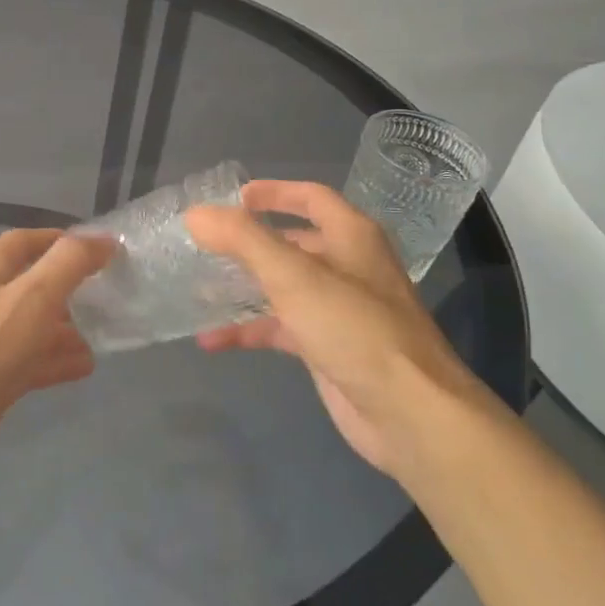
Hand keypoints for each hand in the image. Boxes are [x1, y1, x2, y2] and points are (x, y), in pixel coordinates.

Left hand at [0, 229, 116, 491]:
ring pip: (33, 327)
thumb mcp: (31, 296)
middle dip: (68, 286)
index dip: (57, 239)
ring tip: (105, 331)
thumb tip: (104, 239)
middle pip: (31, 286)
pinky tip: (85, 366)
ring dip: (66, 327)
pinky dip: (57, 361)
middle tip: (108, 293)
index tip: (97, 247)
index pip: (23, 243)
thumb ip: (69, 264)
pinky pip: (30, 363)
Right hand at [185, 181, 492, 479]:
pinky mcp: (329, 348)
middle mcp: (348, 267)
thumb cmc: (354, 328)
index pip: (311, 198)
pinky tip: (212, 341)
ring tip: (198, 289)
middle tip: (206, 245)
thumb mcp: (294, 276)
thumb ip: (243, 240)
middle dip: (250, 243)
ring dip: (244, 287)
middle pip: (294, 243)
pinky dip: (250, 330)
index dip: (274, 192)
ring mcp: (339, 310)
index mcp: (352, 237)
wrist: (409, 412)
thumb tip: (195, 214)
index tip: (233, 197)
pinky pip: (282, 329)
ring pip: (284, 288)